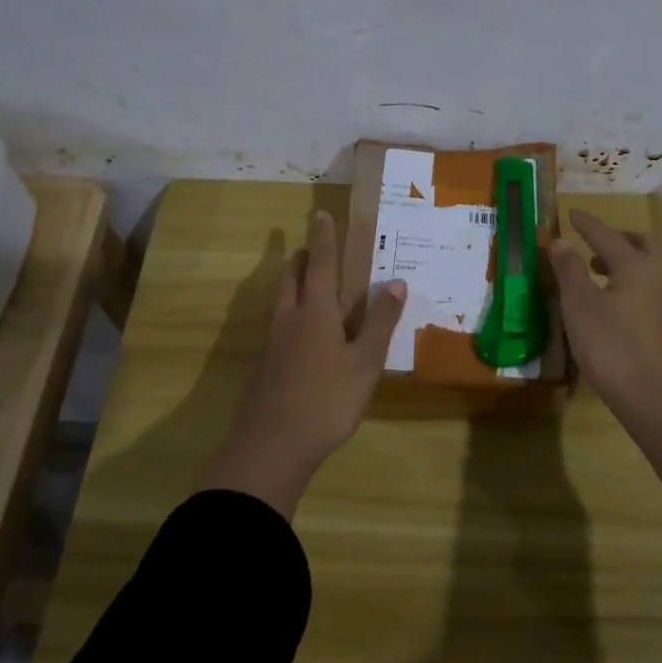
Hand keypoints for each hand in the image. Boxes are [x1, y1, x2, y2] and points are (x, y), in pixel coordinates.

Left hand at [203, 210, 406, 518]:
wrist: (271, 447)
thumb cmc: (326, 400)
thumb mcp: (365, 362)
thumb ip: (380, 322)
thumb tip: (396, 282)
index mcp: (315, 311)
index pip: (320, 264)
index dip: (323, 239)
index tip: (322, 215)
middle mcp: (289, 319)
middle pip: (291, 278)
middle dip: (301, 260)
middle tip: (310, 249)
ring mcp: (272, 344)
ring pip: (280, 301)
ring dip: (291, 284)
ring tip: (304, 283)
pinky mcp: (264, 367)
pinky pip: (278, 325)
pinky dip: (289, 313)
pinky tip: (299, 334)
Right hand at [551, 208, 661, 536]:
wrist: (656, 399)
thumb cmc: (612, 346)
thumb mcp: (579, 306)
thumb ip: (569, 270)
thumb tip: (561, 241)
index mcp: (637, 265)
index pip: (607, 235)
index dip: (587, 224)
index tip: (572, 214)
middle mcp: (659, 276)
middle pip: (643, 244)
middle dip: (619, 238)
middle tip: (594, 244)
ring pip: (651, 267)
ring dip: (626, 262)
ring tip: (598, 273)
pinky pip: (651, 289)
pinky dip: (632, 283)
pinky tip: (614, 303)